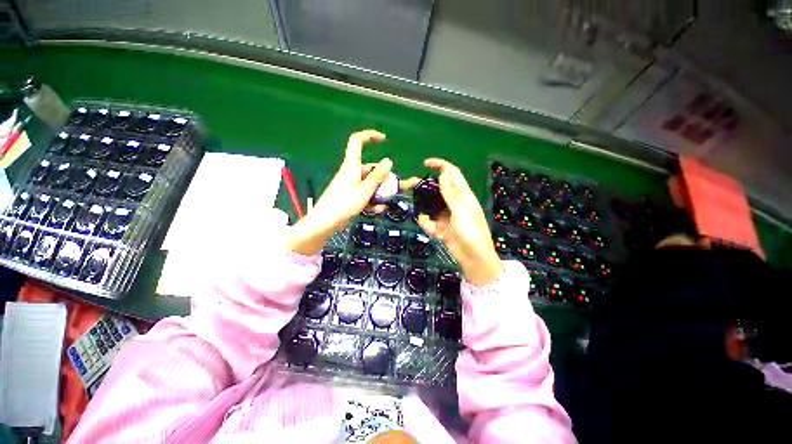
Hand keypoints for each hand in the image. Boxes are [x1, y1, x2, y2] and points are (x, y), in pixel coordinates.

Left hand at [285, 130, 417, 255]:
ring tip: (382, 206)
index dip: (369, 135)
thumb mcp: (365, 190)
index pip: (357, 141)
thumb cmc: (345, 203)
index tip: (384, 140)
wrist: (326, 221)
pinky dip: (370, 200)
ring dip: (378, 193)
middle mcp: (351, 172)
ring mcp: (350, 184)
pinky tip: (376, 210)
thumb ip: (377, 176)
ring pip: (369, 184)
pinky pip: (363, 193)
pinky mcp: (349, 194)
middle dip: (383, 179)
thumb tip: (389, 161)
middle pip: (370, 169)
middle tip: (394, 189)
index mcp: (352, 165)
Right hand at [415, 158, 502, 286]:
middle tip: (408, 187)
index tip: (425, 164)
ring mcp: (446, 214)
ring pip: (429, 205)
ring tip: (430, 224)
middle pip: (436, 189)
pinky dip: (428, 225)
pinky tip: (434, 232)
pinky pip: (428, 220)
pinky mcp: (440, 226)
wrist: (473, 259)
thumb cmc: (471, 233)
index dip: (440, 165)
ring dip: (425, 212)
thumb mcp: (461, 211)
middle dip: (423, 189)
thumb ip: (450, 193)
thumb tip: (443, 173)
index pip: (452, 173)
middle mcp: (453, 202)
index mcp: (462, 195)